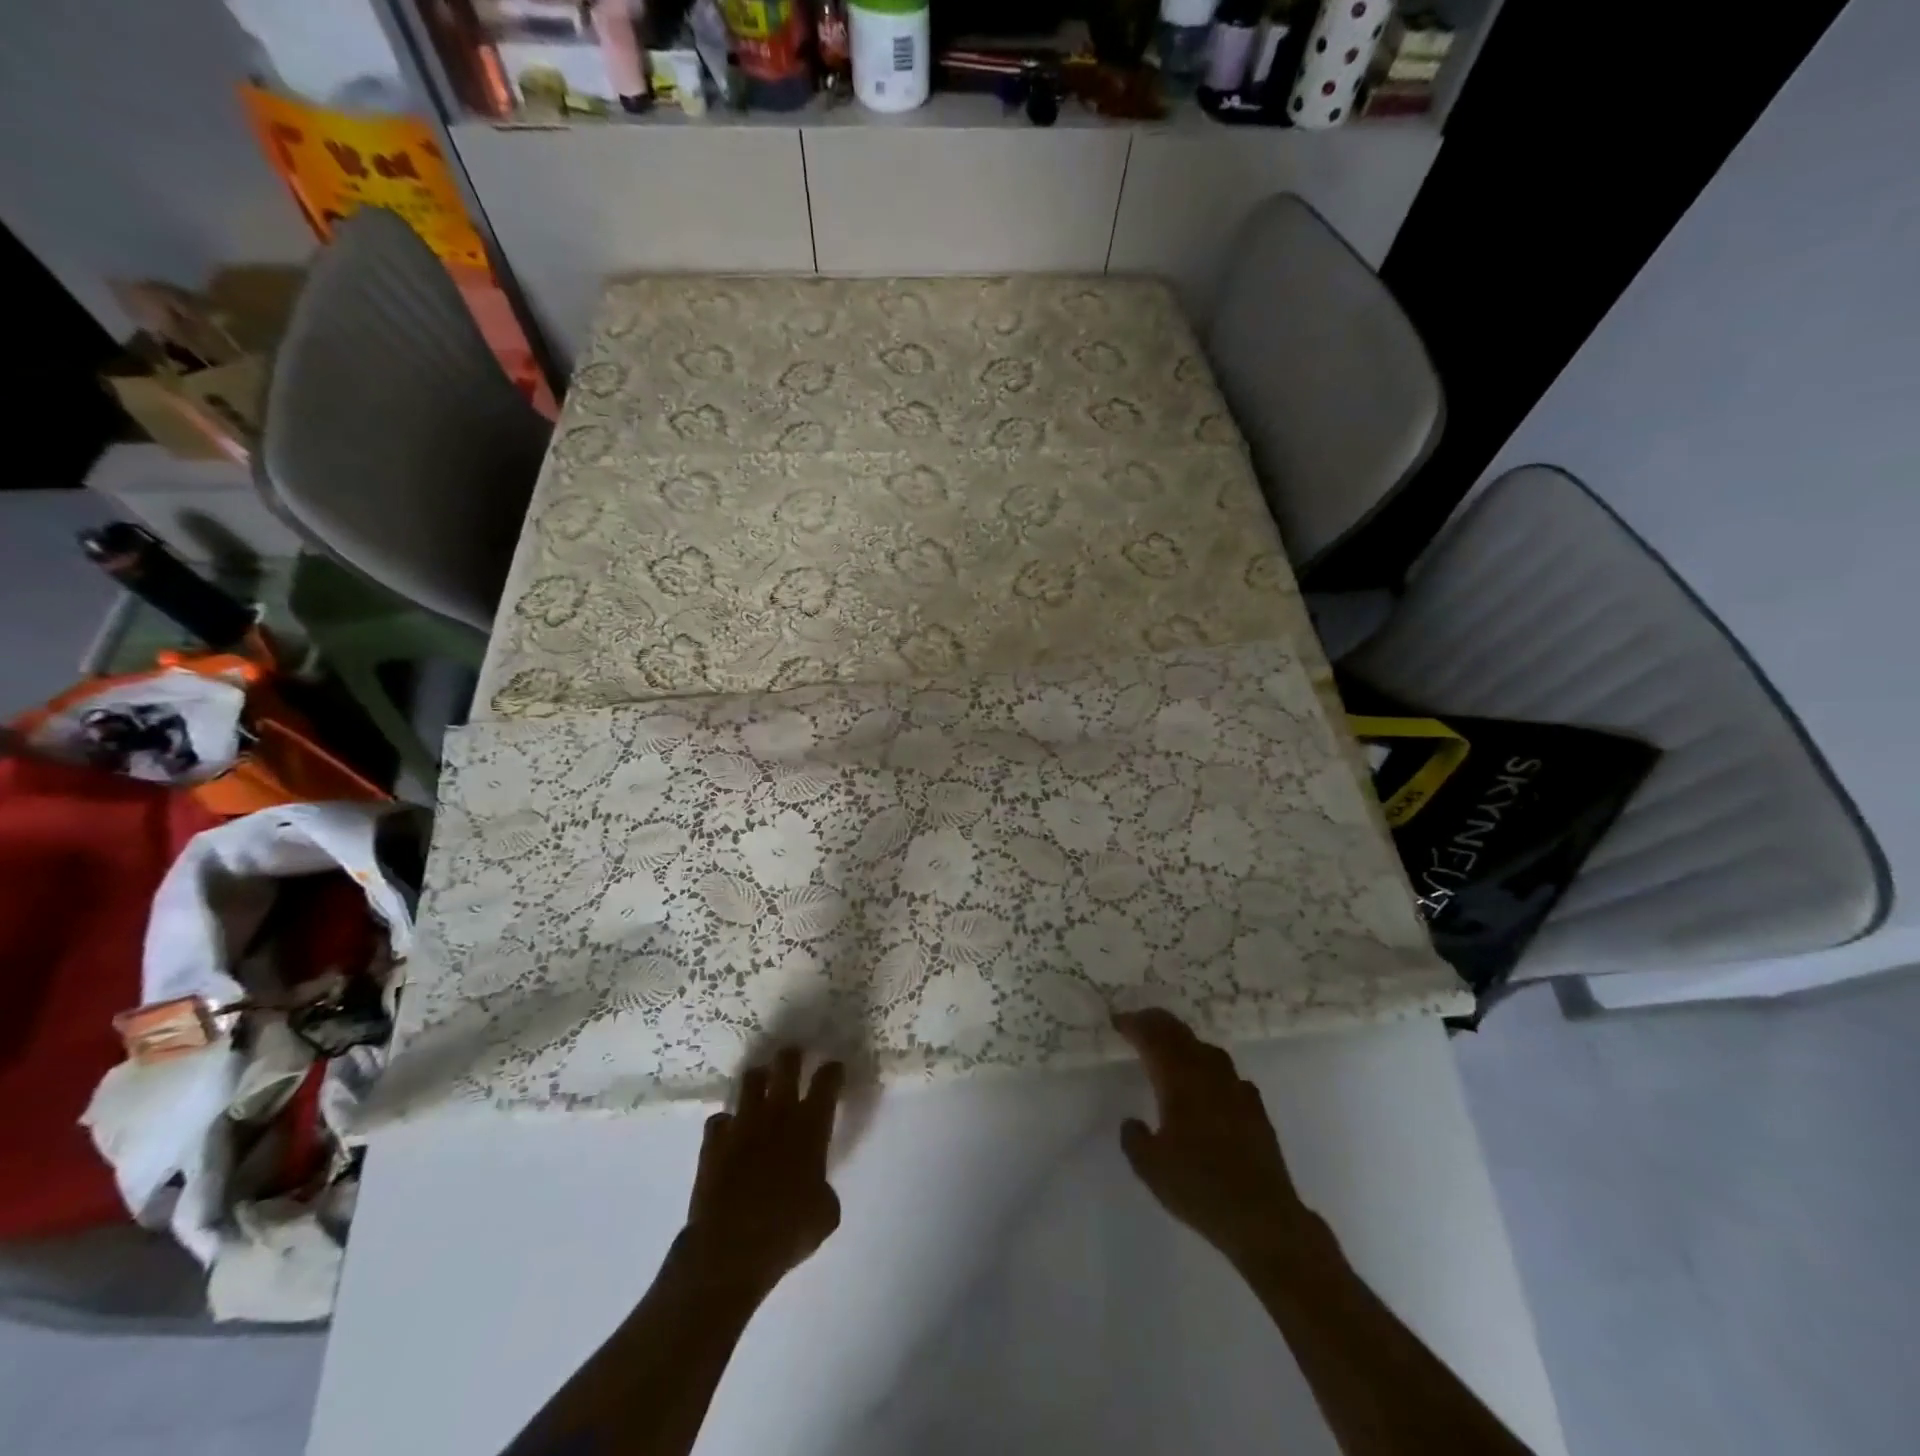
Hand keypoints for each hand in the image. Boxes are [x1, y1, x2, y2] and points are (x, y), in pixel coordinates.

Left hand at [681, 1048, 844, 1299]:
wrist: (731, 1249)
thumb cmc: (787, 1230)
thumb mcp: (825, 1213)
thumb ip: (823, 1187)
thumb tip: (815, 1187)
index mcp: (811, 1126)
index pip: (827, 1081)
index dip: (832, 1071)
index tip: (834, 1069)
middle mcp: (778, 1113)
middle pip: (786, 1064)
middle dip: (792, 1057)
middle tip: (794, 1057)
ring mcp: (742, 1123)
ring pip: (751, 1080)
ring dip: (759, 1080)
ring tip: (761, 1084)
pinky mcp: (714, 1141)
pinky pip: (720, 1119)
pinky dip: (726, 1123)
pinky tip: (729, 1133)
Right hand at [1113, 1009, 1317, 1271]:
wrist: (1263, 1217)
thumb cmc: (1200, 1187)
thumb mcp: (1150, 1167)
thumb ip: (1134, 1138)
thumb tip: (1132, 1122)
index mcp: (1179, 1080)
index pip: (1153, 1037)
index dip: (1134, 1024)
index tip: (1117, 1021)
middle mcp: (1208, 1074)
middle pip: (1180, 1034)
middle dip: (1157, 1023)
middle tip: (1138, 1023)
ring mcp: (1236, 1088)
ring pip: (1206, 1049)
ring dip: (1184, 1042)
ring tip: (1170, 1049)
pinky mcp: (1255, 1108)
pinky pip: (1228, 1074)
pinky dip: (1210, 1069)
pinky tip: (1209, 1085)